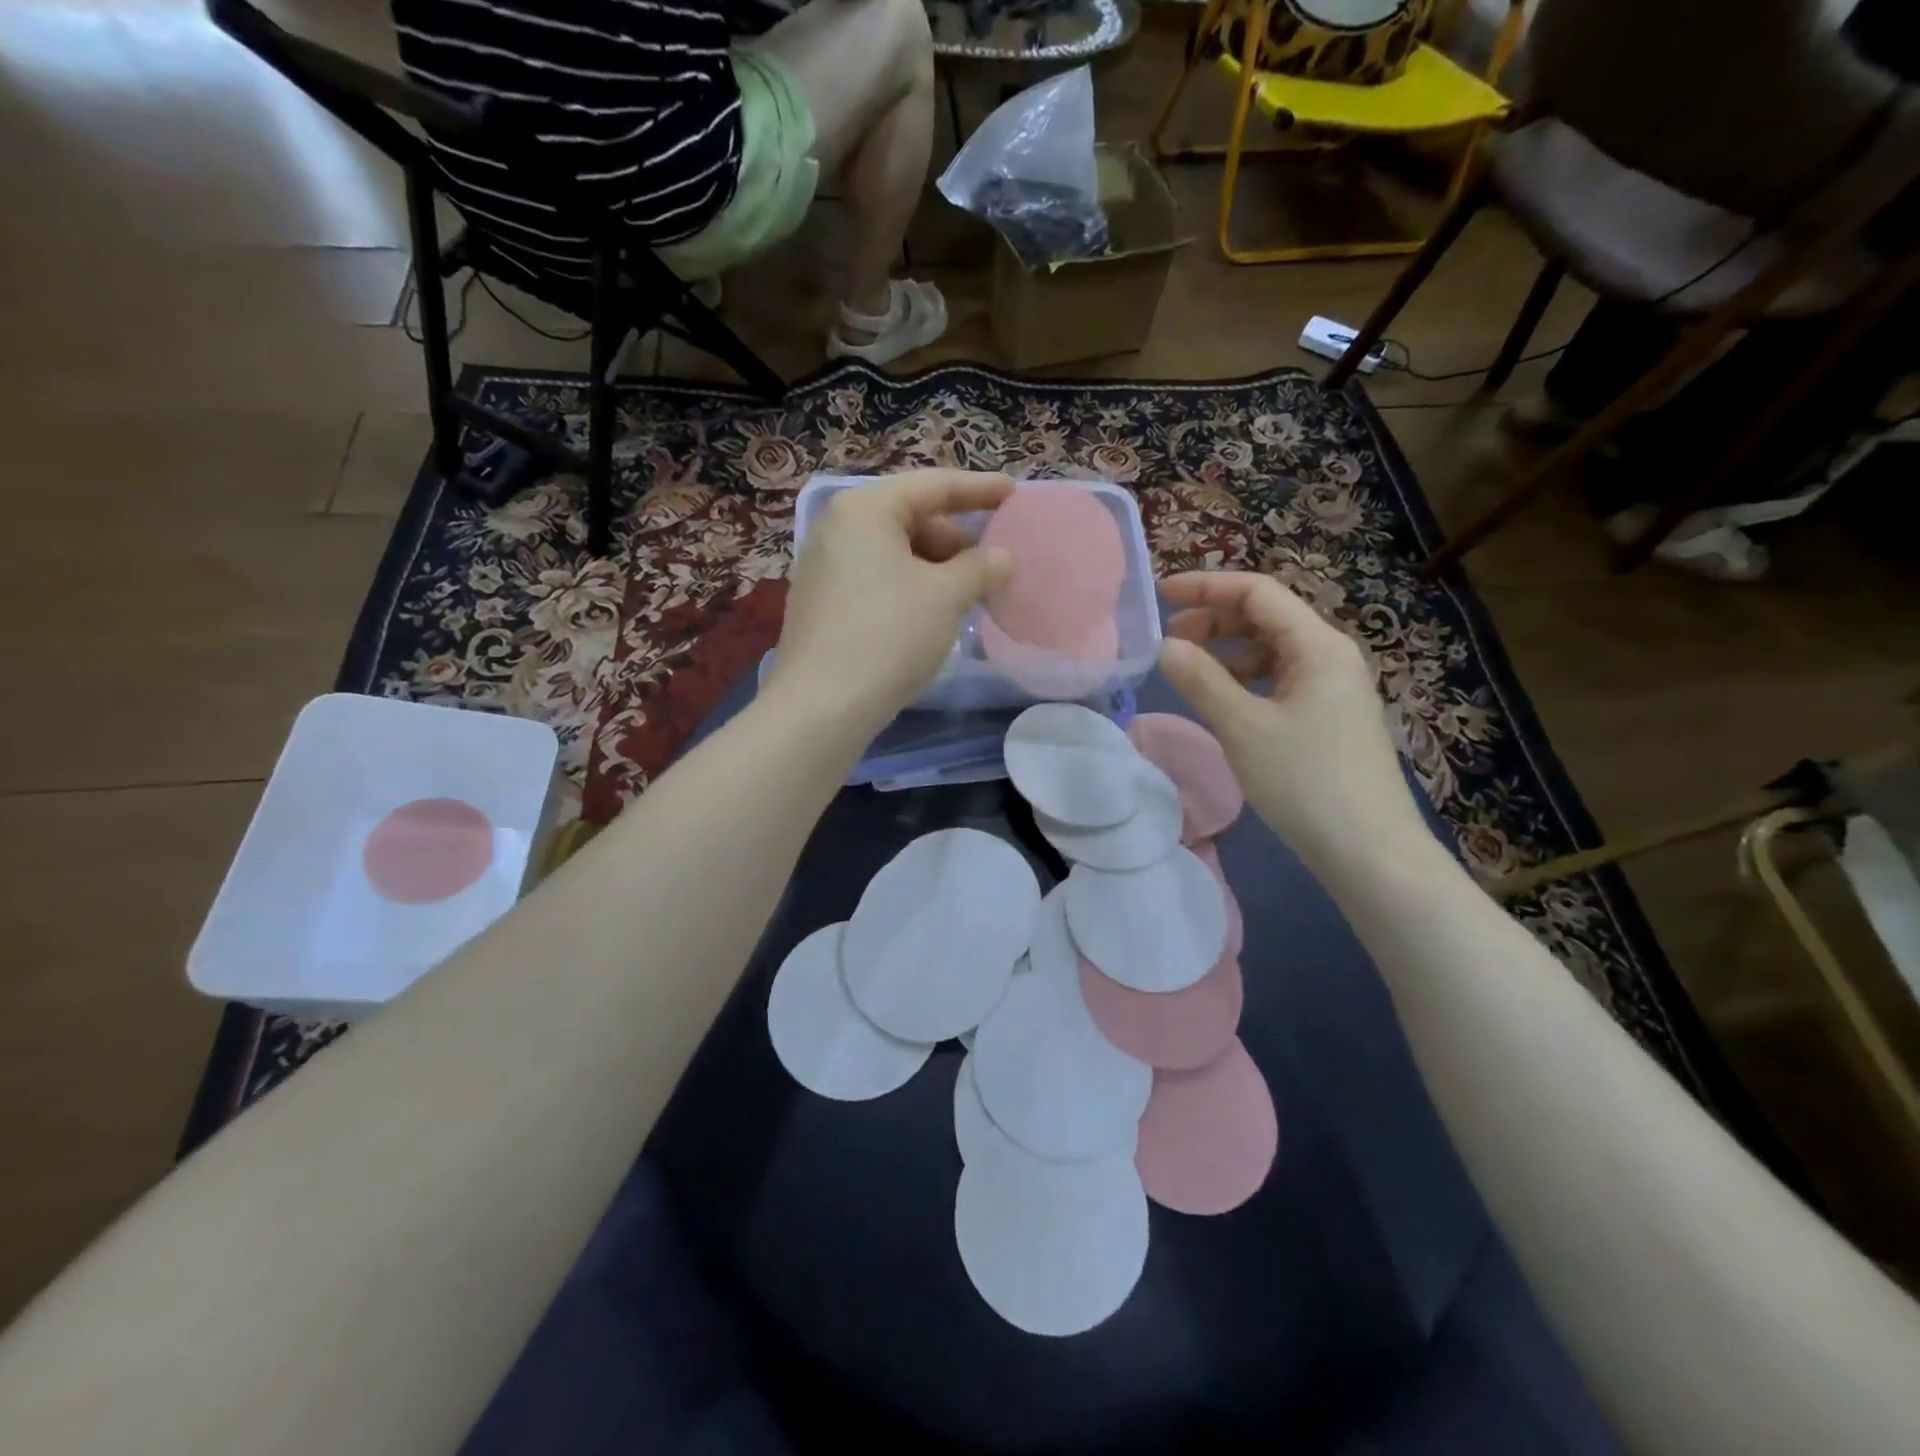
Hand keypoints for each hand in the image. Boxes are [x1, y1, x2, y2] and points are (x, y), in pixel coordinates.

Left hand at [768, 470, 1015, 731]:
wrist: (823, 705)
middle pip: (910, 519)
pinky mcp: (821, 605)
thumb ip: (980, 568)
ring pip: (893, 554)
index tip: (1014, 494)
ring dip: (935, 568)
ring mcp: (823, 568)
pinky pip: (876, 580)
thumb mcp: (946, 596)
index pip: (933, 486)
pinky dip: (909, 588)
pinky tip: (931, 615)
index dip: (978, 489)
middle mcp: (837, 529)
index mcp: (866, 510)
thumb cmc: (889, 635)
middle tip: (991, 565)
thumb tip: (1001, 557)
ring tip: (967, 595)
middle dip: (955, 539)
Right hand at [1157, 571, 1429, 866]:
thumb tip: (1165, 646)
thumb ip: (1201, 681)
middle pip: (1266, 617)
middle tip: (1169, 641)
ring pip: (1271, 649)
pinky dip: (1244, 678)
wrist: (1369, 851)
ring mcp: (1332, 687)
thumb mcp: (1243, 728)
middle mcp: (1330, 655)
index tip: (1160, 594)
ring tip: (1188, 669)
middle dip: (1214, 619)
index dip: (1206, 587)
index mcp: (1317, 645)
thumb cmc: (1306, 782)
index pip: (1258, 592)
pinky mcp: (1328, 716)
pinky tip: (1222, 698)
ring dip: (1227, 650)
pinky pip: (1279, 679)